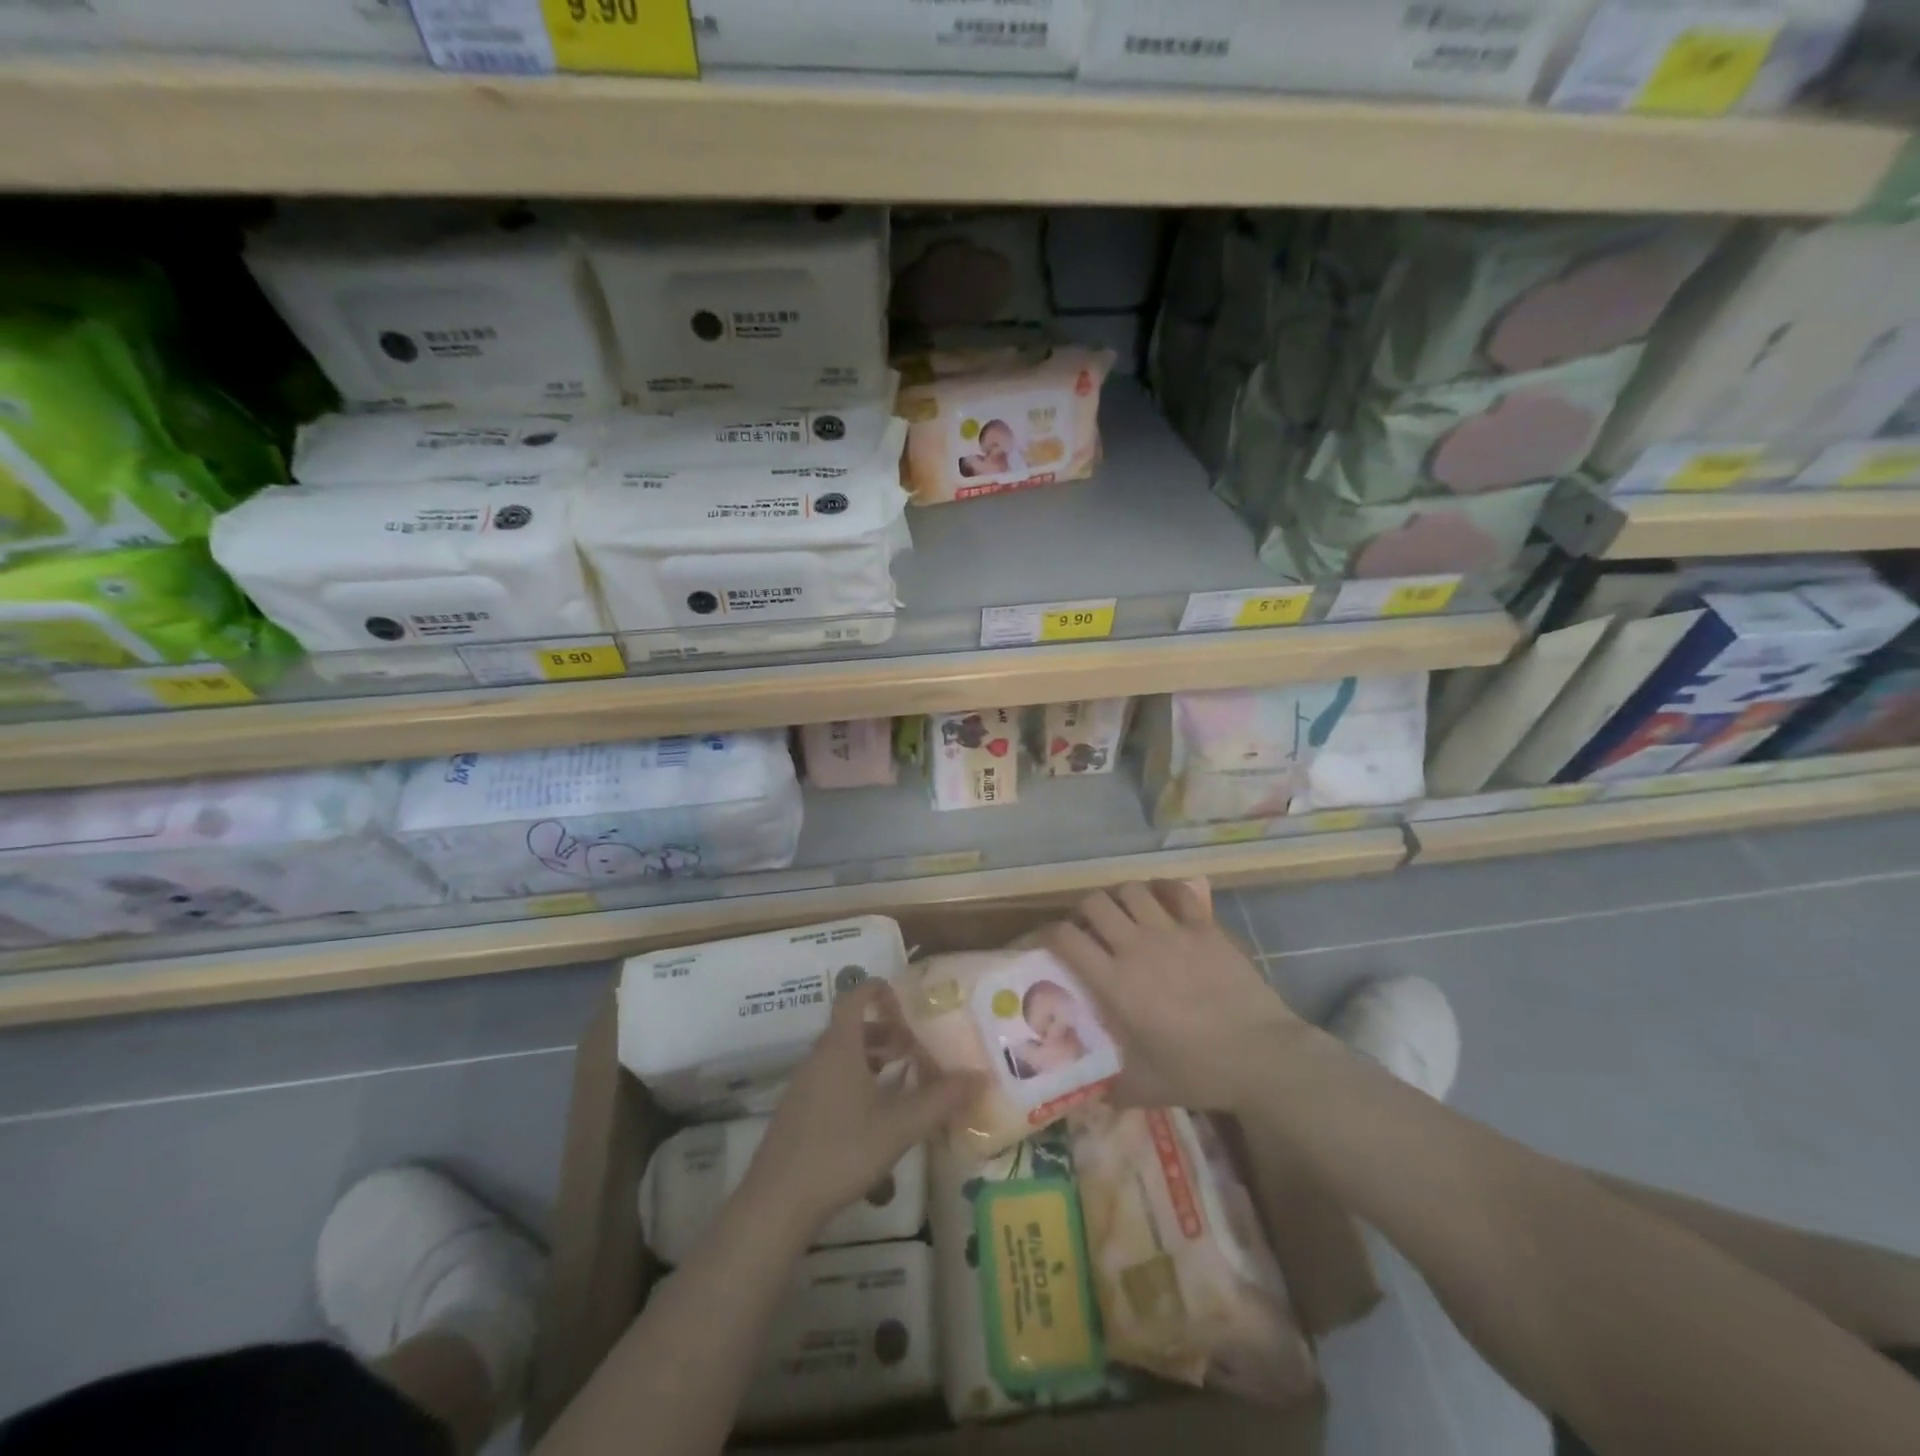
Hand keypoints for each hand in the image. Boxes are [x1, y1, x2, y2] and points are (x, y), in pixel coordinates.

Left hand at [740, 981, 981, 1237]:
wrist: (777, 1203)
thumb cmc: (841, 1151)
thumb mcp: (899, 1126)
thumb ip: (940, 1100)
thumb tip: (980, 1076)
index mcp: (840, 1047)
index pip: (854, 997)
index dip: (878, 990)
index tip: (905, 1000)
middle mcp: (818, 1058)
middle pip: (851, 1028)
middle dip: (885, 1033)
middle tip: (915, 1049)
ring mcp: (803, 1086)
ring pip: (841, 1057)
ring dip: (872, 1060)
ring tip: (902, 1082)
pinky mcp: (797, 1114)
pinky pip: (831, 1081)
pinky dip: (856, 1083)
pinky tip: (875, 1119)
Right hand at [1039, 881, 1316, 1112]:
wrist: (1262, 1056)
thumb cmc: (1199, 1072)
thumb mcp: (1144, 1088)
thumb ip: (1109, 1086)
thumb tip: (1085, 1093)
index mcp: (1115, 982)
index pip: (1066, 938)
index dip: (1049, 933)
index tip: (1049, 943)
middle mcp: (1136, 947)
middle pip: (1094, 903)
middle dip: (1084, 911)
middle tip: (1089, 929)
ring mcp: (1172, 931)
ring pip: (1131, 890)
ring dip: (1120, 898)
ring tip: (1124, 914)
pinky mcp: (1204, 926)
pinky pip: (1175, 892)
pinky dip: (1161, 890)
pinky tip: (1160, 901)